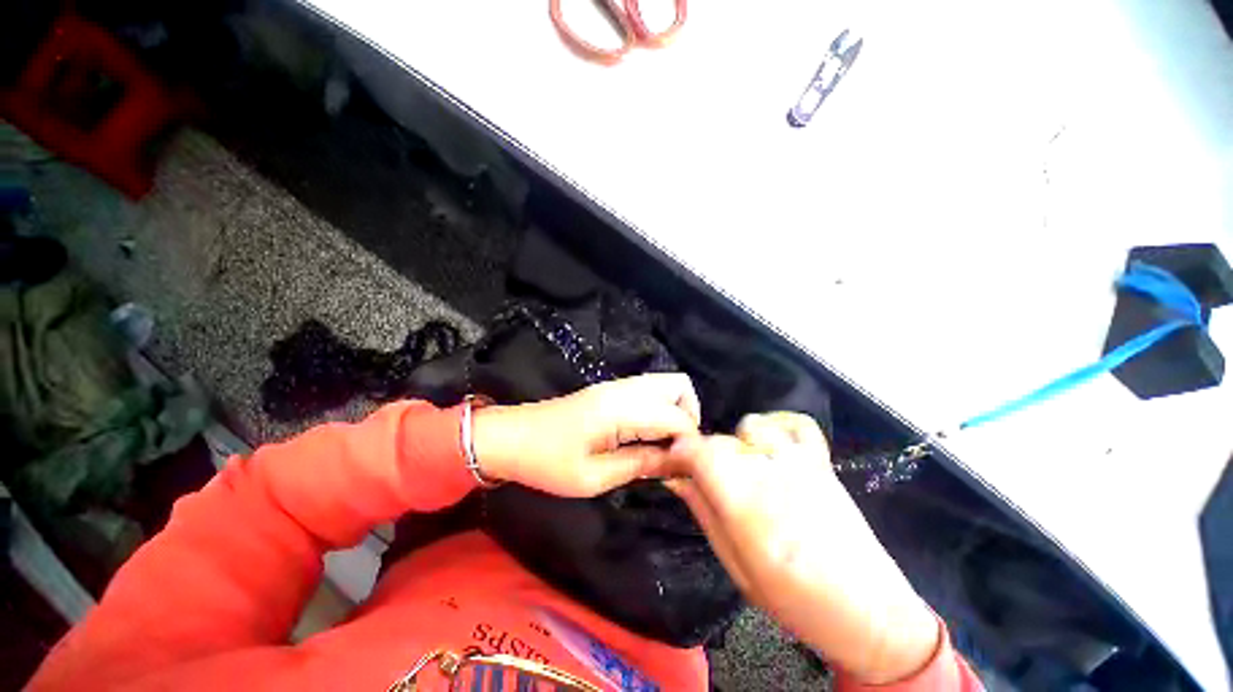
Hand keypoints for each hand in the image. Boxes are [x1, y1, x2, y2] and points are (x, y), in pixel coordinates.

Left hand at [471, 373, 700, 496]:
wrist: (509, 437)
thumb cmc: (547, 462)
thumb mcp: (594, 477)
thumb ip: (640, 464)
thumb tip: (679, 462)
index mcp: (621, 408)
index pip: (677, 416)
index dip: (689, 443)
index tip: (683, 469)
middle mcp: (624, 389)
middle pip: (678, 385)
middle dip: (689, 416)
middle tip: (676, 450)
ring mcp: (616, 386)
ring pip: (665, 384)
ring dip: (674, 412)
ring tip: (663, 446)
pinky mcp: (609, 391)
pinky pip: (648, 391)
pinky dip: (659, 409)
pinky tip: (645, 436)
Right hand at [664, 413, 940, 684]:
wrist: (871, 613)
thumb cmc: (796, 602)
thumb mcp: (737, 568)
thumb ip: (704, 513)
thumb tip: (675, 478)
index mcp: (748, 508)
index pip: (698, 452)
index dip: (677, 452)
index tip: (672, 464)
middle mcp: (771, 475)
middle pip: (719, 441)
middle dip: (703, 457)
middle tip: (707, 482)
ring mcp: (801, 464)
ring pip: (750, 428)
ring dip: (737, 444)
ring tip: (744, 471)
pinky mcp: (821, 463)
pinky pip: (795, 424)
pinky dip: (777, 428)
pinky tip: (773, 450)